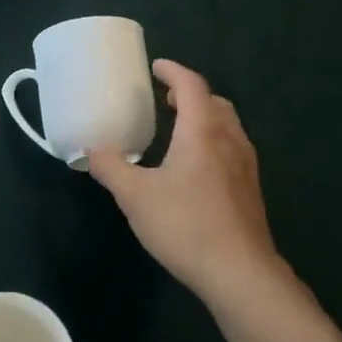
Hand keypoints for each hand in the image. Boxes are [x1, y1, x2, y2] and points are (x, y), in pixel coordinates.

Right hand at [86, 60, 280, 302]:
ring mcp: (245, 166)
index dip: (173, 71)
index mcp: (202, 131)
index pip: (191, 85)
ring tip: (180, 129)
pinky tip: (196, 168)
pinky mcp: (250, 190)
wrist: (240, 273)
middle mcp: (229, 140)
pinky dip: (213, 141)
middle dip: (190, 94)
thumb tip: (91, 150)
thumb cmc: (186, 225)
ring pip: (227, 126)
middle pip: (214, 102)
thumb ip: (111, 168)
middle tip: (166, 99)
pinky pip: (232, 149)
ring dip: (205, 117)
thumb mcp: (135, 197)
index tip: (156, 67)